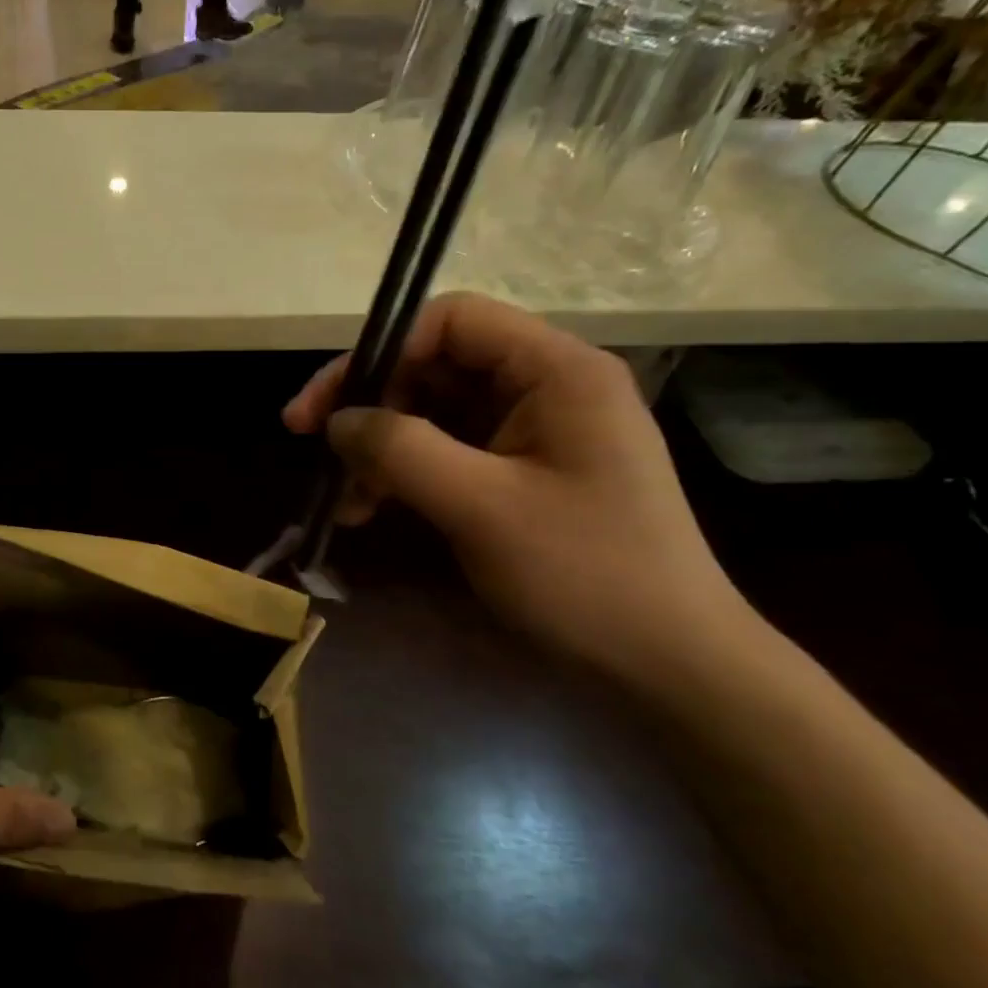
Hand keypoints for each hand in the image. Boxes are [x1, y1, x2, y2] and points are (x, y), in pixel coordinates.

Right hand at [283, 293, 749, 682]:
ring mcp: (534, 431)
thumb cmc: (586, 576)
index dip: (379, 350)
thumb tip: (337, 421)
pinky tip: (370, 510)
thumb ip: (400, 449)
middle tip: (317, 452)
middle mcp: (546, 387)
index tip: (326, 406)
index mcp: (556, 370)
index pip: (451, 321)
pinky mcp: (522, 472)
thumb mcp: (481, 508)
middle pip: (434, 365)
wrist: (669, 667)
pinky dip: (404, 475)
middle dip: (371, 407)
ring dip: (380, 448)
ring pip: (433, 412)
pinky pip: (448, 452)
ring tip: (343, 502)